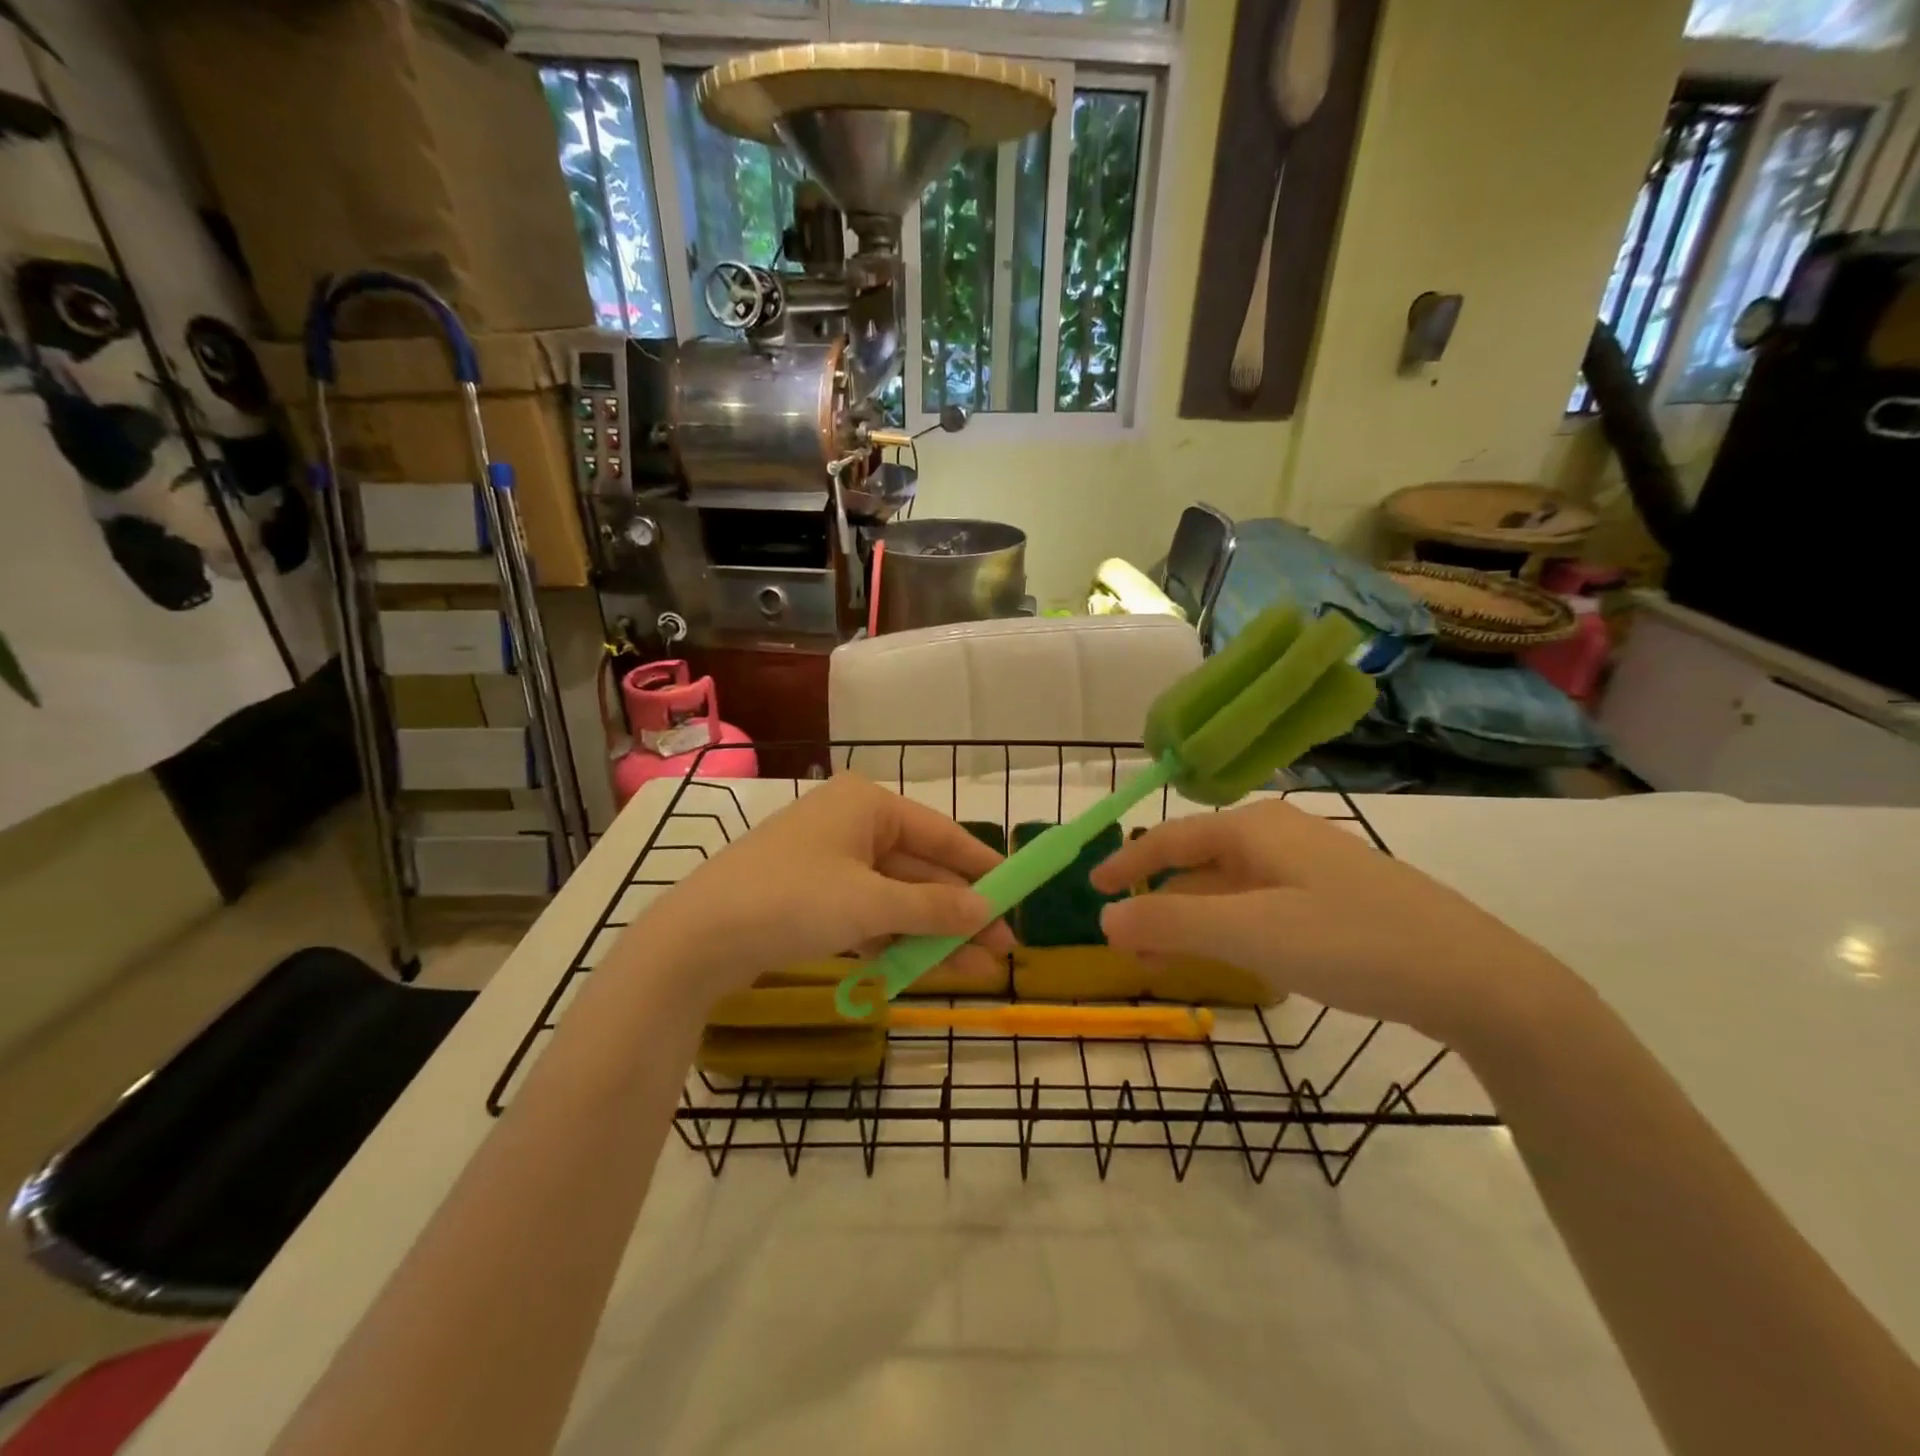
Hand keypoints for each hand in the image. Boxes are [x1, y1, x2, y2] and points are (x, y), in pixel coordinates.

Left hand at [621, 774, 1012, 1011]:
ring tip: (975, 971)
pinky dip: (894, 940)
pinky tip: (925, 969)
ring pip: (895, 897)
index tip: (1017, 894)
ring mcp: (829, 863)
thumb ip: (934, 906)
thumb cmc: (792, 900)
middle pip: (920, 869)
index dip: (982, 866)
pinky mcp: (811, 898)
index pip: (941, 833)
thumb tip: (987, 911)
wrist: (696, 939)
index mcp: (867, 804)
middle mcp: (851, 824)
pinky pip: (867, 915)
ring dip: (932, 933)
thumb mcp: (871, 903)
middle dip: (959, 912)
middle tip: (1002, 950)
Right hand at [1090, 800, 1567, 1050]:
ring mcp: (1312, 866)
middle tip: (1130, 942)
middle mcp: (1280, 835)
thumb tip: (1104, 918)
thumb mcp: (1248, 932)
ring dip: (1194, 916)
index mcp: (1255, 828)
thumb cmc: (1350, 942)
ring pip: (1231, 886)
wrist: (1476, 978)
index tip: (1092, 889)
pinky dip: (1231, 926)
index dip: (1127, 863)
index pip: (1170, 838)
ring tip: (1170, 957)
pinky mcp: (1337, 898)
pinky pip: (1262, 903)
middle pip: (1199, 861)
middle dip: (1159, 898)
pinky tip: (1235, 956)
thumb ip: (1170, 921)